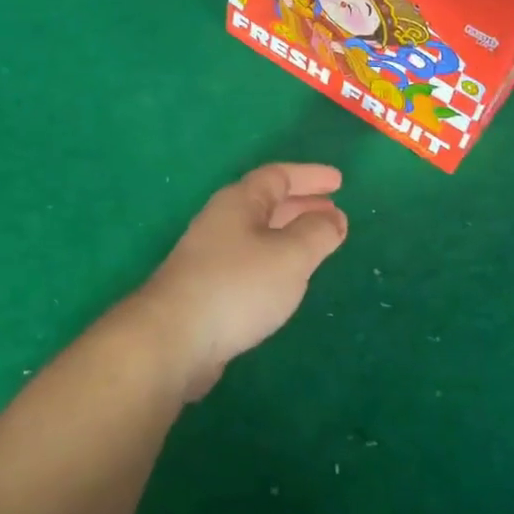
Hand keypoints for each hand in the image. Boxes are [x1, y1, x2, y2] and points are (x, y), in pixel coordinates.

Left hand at [128, 163, 348, 399]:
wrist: (175, 337)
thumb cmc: (238, 286)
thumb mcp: (289, 256)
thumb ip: (316, 234)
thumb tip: (333, 218)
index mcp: (239, 202)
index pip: (278, 176)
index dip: (310, 176)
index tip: (339, 181)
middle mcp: (222, 220)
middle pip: (265, 202)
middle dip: (301, 204)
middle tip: (334, 211)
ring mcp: (210, 254)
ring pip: (258, 232)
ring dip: (289, 231)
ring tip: (317, 241)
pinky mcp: (207, 285)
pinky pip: (250, 258)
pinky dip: (275, 258)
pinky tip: (285, 278)